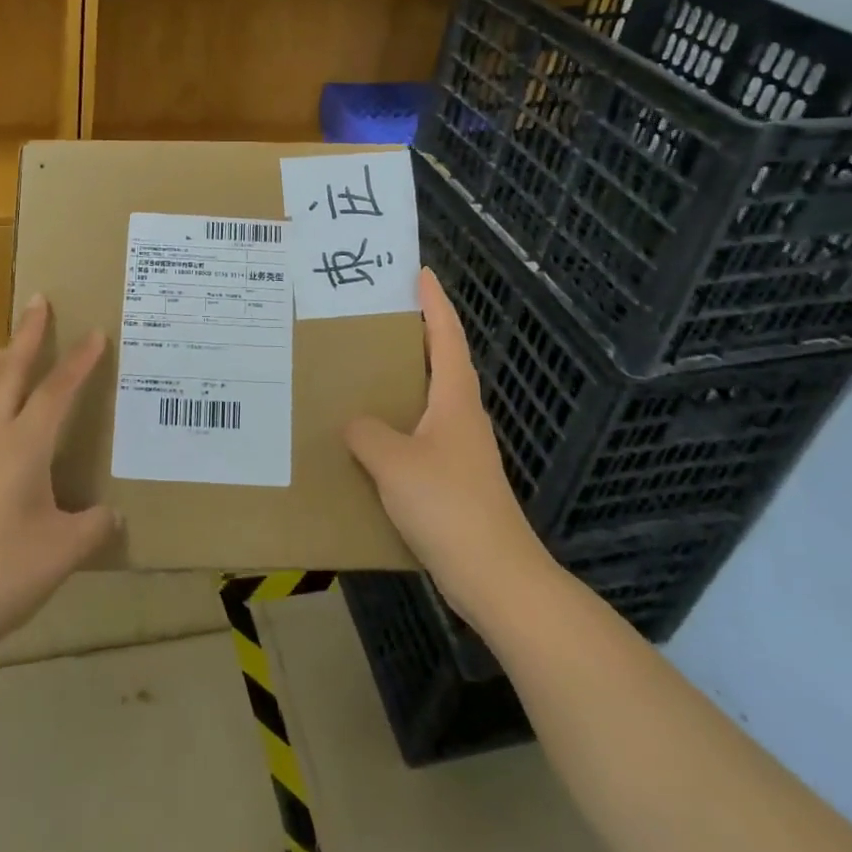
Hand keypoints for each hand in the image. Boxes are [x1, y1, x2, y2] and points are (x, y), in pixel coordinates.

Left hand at [0, 296, 118, 661]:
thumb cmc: (3, 573)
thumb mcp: (63, 552)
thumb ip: (93, 527)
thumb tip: (110, 515)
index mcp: (23, 447)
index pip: (57, 391)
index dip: (79, 361)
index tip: (95, 332)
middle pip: (8, 373)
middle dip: (26, 335)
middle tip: (36, 301)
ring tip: (4, 352)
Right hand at [344, 268, 555, 626]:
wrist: (496, 578)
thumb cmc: (449, 506)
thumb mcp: (394, 463)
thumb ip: (367, 434)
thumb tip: (354, 423)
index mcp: (454, 400)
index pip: (446, 337)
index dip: (434, 304)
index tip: (421, 273)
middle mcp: (462, 417)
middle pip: (441, 363)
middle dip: (416, 335)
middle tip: (378, 317)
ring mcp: (461, 450)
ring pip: (430, 401)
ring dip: (405, 380)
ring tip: (366, 371)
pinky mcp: (454, 480)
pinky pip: (420, 435)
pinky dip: (399, 422)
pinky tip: (372, 437)